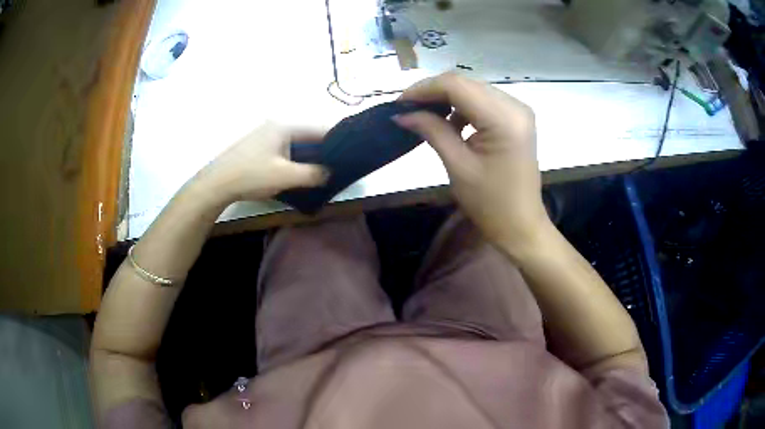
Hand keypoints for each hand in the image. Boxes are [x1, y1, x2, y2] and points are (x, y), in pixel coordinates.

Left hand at [197, 122, 327, 203]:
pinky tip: (297, 173)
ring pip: (294, 144)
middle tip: (335, 166)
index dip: (335, 140)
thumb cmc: (252, 175)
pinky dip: (293, 160)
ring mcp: (263, 136)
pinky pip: (282, 151)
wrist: (216, 184)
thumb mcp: (286, 176)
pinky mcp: (256, 148)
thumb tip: (329, 173)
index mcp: (284, 126)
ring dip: (306, 157)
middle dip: (321, 151)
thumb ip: (312, 174)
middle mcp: (275, 126)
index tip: (348, 153)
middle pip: (306, 136)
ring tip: (319, 172)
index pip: (318, 129)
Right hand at [396, 73, 550, 255]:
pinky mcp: (516, 119)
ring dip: (447, 99)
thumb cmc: (490, 204)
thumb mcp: (458, 166)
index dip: (424, 89)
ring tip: (423, 114)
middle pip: (466, 84)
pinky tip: (449, 121)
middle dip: (433, 92)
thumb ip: (432, 131)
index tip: (399, 104)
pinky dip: (463, 107)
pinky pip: (484, 102)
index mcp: (504, 118)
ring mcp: (518, 111)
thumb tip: (402, 114)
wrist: (521, 225)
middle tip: (407, 109)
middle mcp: (515, 106)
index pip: (457, 85)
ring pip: (473, 90)